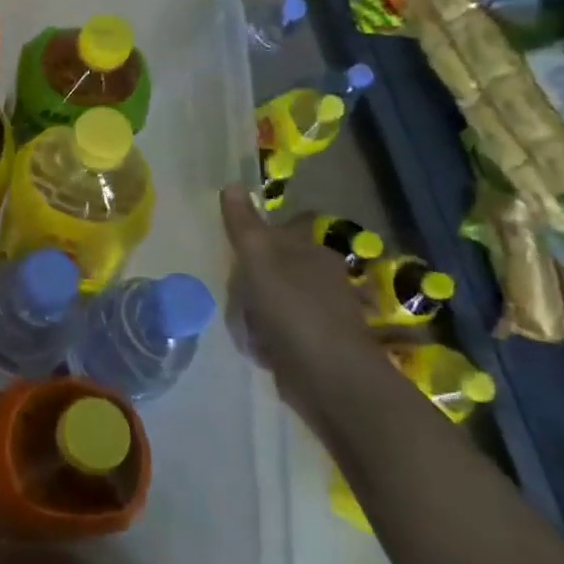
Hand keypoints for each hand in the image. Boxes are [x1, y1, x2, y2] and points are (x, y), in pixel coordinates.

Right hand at [220, 188, 381, 420]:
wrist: (331, 380)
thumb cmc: (294, 310)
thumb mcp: (259, 260)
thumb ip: (243, 225)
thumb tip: (231, 183)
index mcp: (311, 251)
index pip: (279, 231)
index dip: (254, 240)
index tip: (235, 256)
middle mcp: (319, 277)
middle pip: (267, 268)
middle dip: (245, 284)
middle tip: (237, 297)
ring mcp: (317, 313)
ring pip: (267, 302)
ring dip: (251, 315)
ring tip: (248, 329)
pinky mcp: (312, 345)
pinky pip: (276, 332)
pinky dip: (264, 340)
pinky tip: (259, 350)